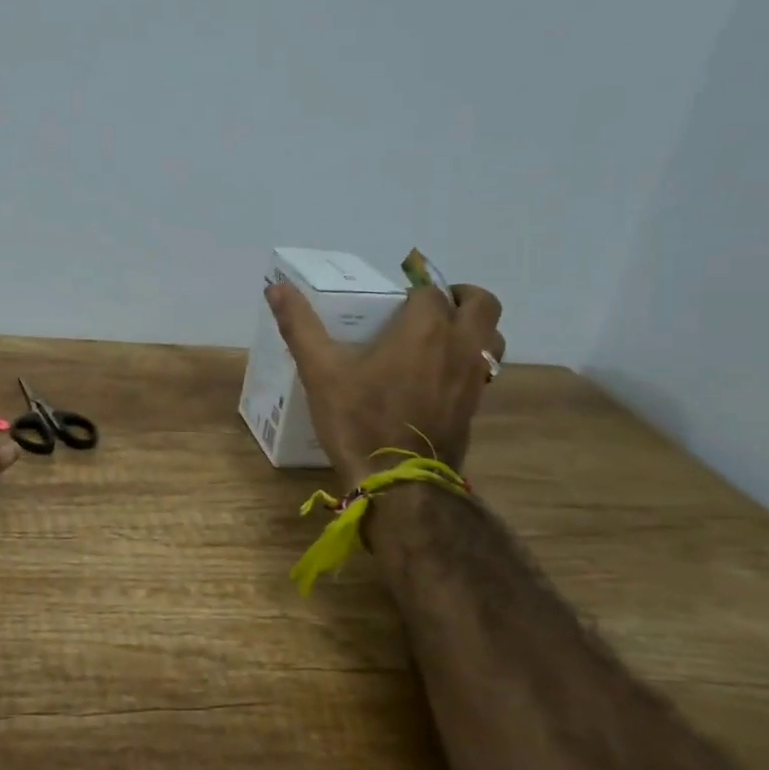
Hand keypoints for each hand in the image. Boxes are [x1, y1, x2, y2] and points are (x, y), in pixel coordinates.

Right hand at [265, 255, 505, 487]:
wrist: (398, 482)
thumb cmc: (359, 419)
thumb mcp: (320, 370)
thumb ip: (299, 325)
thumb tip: (275, 287)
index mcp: (425, 326)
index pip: (428, 289)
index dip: (410, 291)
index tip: (387, 304)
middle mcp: (460, 343)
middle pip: (481, 303)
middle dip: (458, 297)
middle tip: (425, 309)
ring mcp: (473, 376)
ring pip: (492, 336)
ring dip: (473, 328)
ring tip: (439, 338)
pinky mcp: (475, 405)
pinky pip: (484, 369)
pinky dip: (469, 361)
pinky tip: (438, 376)